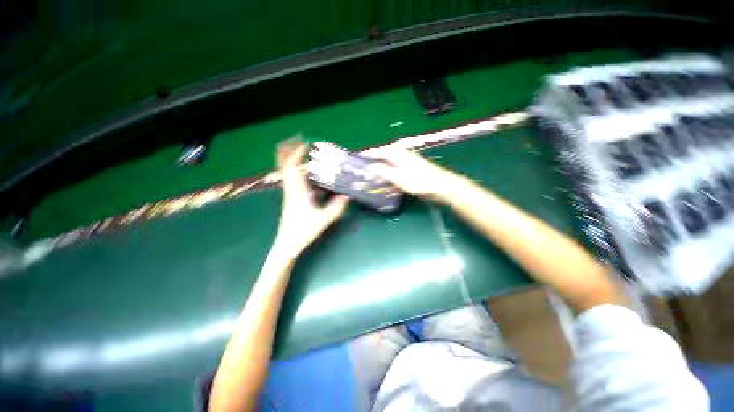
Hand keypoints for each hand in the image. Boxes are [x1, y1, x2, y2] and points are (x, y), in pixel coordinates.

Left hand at [274, 140, 348, 256]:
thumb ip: (335, 208)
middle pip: (286, 166)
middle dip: (290, 151)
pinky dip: (298, 172)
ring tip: (303, 152)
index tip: (306, 143)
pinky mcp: (292, 199)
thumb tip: (347, 196)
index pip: (293, 167)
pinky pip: (293, 180)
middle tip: (299, 141)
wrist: (287, 245)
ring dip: (293, 160)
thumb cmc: (302, 232)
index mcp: (296, 192)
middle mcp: (291, 190)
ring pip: (288, 172)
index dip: (297, 153)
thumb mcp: (322, 220)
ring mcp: (290, 194)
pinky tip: (308, 174)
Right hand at [366, 146, 459, 201]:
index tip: (358, 158)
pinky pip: (396, 168)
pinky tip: (387, 180)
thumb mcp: (399, 178)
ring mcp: (407, 161)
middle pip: (384, 156)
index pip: (379, 151)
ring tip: (373, 177)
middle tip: (364, 170)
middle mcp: (402, 154)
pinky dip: (389, 173)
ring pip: (389, 162)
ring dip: (381, 169)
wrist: (440, 185)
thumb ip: (384, 172)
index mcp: (398, 154)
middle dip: (374, 162)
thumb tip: (371, 167)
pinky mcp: (411, 167)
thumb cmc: (419, 182)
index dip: (369, 154)